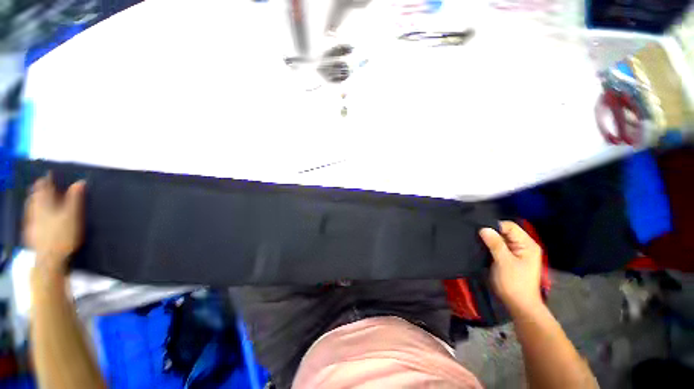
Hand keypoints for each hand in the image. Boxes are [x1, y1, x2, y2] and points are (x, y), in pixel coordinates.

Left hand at [24, 174, 85, 274]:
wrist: (49, 258)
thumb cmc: (63, 234)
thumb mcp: (73, 215)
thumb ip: (75, 198)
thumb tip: (80, 182)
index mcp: (45, 204)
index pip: (44, 188)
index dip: (47, 180)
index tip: (48, 174)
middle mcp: (35, 210)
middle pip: (35, 197)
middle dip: (37, 190)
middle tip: (40, 184)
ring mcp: (31, 222)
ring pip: (30, 207)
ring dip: (33, 200)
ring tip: (35, 197)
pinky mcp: (30, 232)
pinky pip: (29, 217)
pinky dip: (31, 212)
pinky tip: (33, 216)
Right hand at [480, 221, 542, 315]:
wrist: (519, 305)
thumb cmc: (514, 283)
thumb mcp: (504, 262)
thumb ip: (495, 244)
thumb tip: (484, 228)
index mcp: (527, 244)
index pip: (509, 226)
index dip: (495, 226)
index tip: (479, 230)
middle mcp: (523, 246)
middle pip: (505, 232)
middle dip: (491, 232)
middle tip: (476, 235)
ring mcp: (516, 252)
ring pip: (500, 239)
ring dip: (489, 240)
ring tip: (476, 240)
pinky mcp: (509, 258)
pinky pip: (498, 247)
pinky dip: (490, 246)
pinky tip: (481, 247)